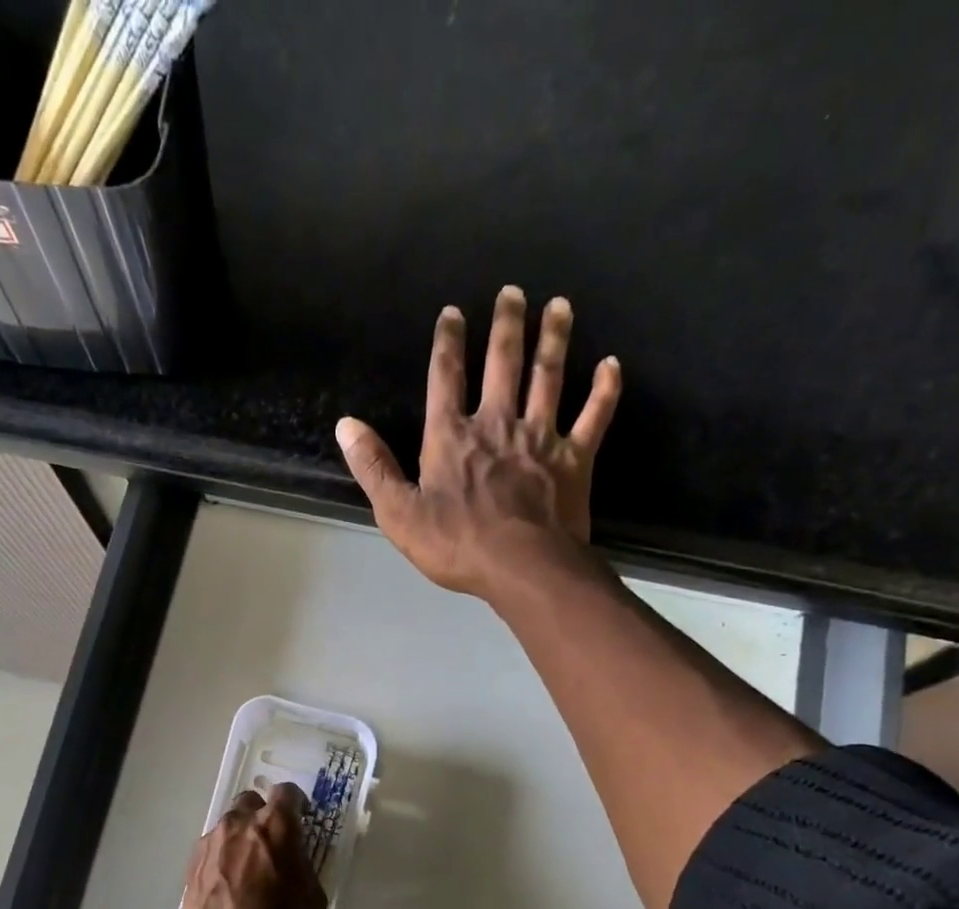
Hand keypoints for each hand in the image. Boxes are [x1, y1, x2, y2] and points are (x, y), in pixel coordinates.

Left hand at [170, 783, 327, 908]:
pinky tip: (229, 883)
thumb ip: (304, 865)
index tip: (301, 820)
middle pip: (252, 801)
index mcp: (275, 825)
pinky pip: (213, 846)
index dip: (296, 804)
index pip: (287, 792)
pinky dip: (224, 855)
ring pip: (230, 823)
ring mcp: (212, 840)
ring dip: (242, 835)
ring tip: (248, 867)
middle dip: (264, 814)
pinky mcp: (193, 861)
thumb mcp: (312, 897)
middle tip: (273, 842)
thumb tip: (295, 857)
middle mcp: (240, 822)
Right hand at [334, 284, 621, 601]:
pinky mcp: (575, 458)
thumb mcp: (399, 513)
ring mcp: (540, 438)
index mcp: (452, 437)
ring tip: (560, 306)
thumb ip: (374, 467)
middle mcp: (497, 424)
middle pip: (503, 364)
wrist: (522, 567)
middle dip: (507, 325)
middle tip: (513, 292)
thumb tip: (346, 425)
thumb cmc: (457, 545)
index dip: (448, 343)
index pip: (446, 378)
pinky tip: (612, 364)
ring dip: (554, 339)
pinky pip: (594, 416)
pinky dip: (605, 390)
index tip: (453, 312)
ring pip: (549, 377)